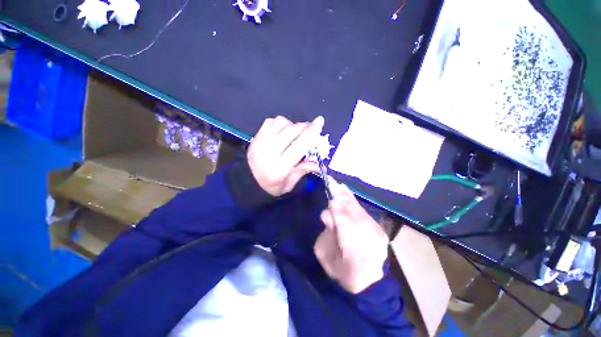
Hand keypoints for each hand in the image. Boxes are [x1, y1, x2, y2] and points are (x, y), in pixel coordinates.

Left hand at [248, 116, 324, 196]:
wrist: (246, 183)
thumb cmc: (270, 188)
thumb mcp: (288, 185)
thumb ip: (302, 171)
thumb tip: (318, 163)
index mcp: (279, 167)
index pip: (299, 146)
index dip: (311, 133)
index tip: (320, 121)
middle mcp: (269, 152)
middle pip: (291, 131)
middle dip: (304, 127)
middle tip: (309, 129)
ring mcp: (260, 142)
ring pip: (280, 122)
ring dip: (291, 125)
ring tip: (293, 133)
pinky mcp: (255, 137)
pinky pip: (270, 122)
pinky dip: (279, 123)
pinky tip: (281, 131)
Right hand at [315, 179, 388, 293]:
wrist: (367, 281)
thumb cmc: (342, 272)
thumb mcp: (326, 257)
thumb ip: (327, 235)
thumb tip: (327, 214)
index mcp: (356, 256)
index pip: (347, 227)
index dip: (338, 212)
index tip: (329, 198)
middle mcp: (371, 243)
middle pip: (355, 215)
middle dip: (342, 200)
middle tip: (332, 184)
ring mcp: (378, 235)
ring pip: (360, 211)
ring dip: (347, 197)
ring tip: (338, 185)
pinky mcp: (379, 229)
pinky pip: (363, 211)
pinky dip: (353, 201)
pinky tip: (346, 192)